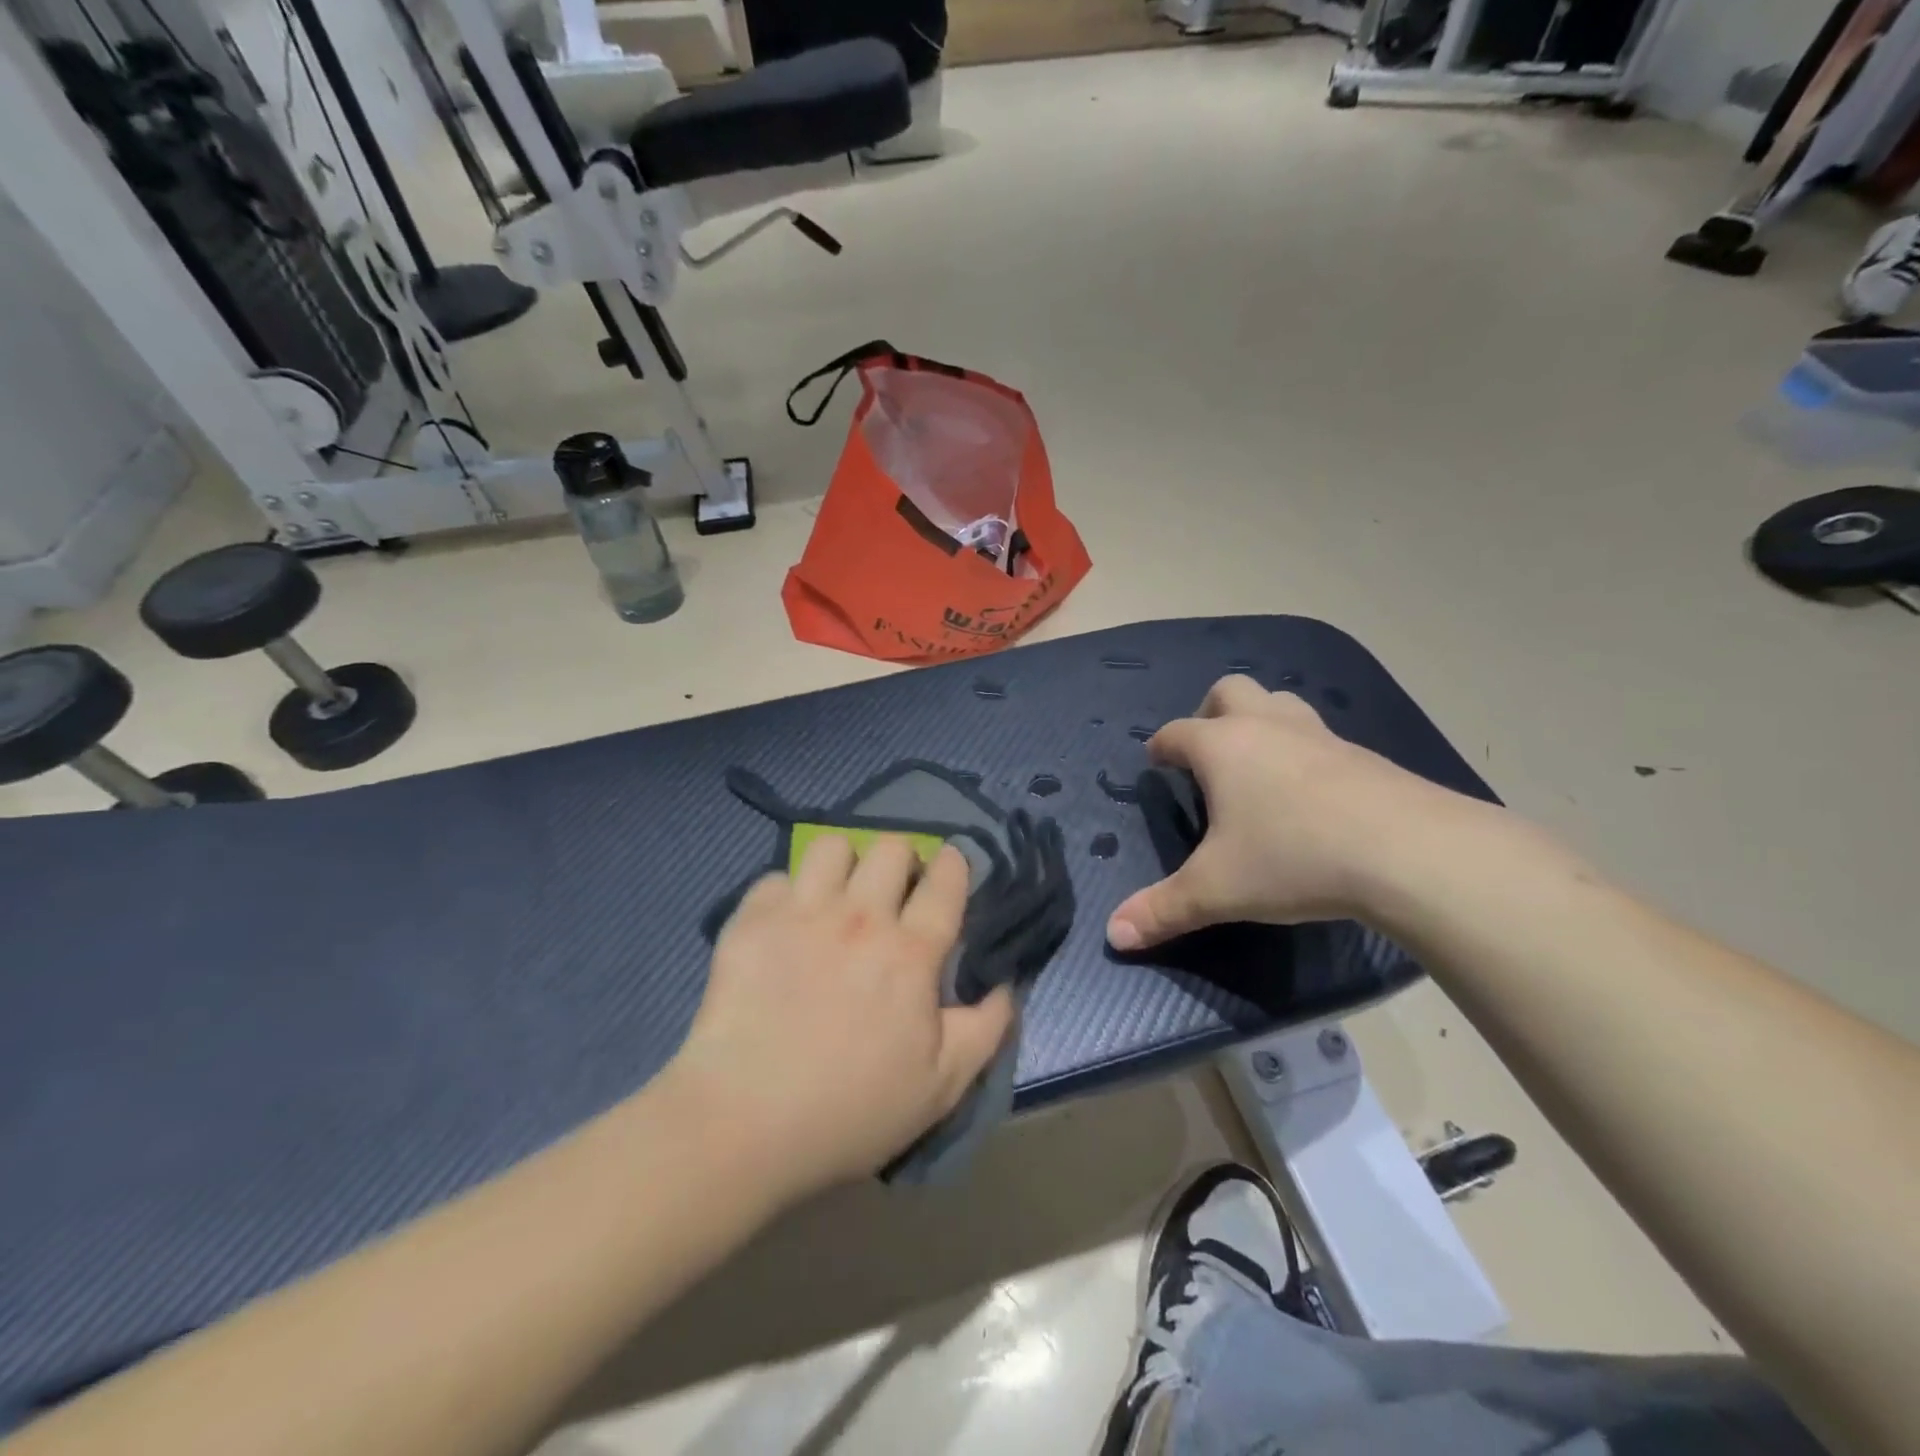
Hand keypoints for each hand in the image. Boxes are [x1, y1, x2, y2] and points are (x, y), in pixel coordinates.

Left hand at [668, 836, 1013, 1201]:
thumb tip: (1005, 985)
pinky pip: (775, 879)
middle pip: (890, 847)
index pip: (945, 880)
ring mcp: (801, 914)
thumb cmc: (850, 1112)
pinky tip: (784, 926)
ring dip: (842, 866)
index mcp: (910, 952)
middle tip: (892, 894)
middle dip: (901, 862)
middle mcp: (860, 917)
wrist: (742, 1126)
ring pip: (831, 846)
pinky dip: (785, 895)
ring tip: (837, 897)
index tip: (950, 868)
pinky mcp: (750, 922)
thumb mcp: (941, 1087)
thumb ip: (986, 1029)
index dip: (954, 864)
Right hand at [1106, 676, 1499, 949]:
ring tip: (1257, 764)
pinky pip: (1319, 736)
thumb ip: (1162, 910)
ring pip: (1280, 703)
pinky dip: (1302, 751)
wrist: (1408, 851)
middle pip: (1229, 692)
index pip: (1176, 733)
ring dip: (1261, 721)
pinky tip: (1310, 793)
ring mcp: (1319, 735)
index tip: (1156, 762)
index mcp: (1222, 747)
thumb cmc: (1292, 858)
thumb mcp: (1217, 890)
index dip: (1160, 747)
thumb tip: (1113, 935)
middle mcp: (1266, 727)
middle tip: (1207, 753)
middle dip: (1209, 713)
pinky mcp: (1362, 755)